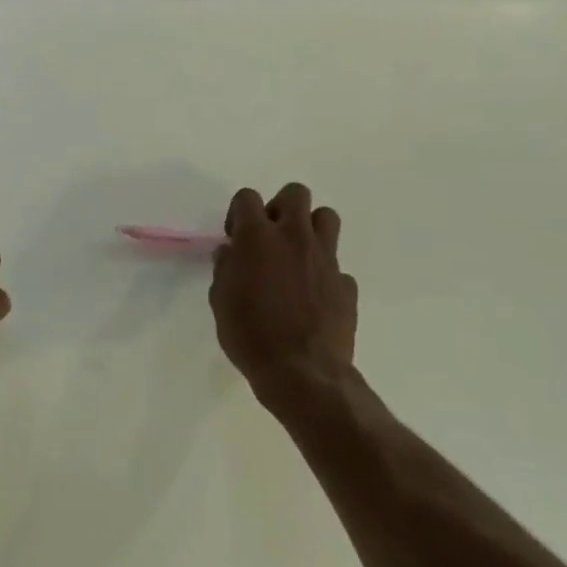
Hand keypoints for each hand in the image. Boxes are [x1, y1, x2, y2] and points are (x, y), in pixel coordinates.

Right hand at [209, 184, 359, 416]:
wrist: (302, 373)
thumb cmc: (250, 336)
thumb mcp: (220, 302)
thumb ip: (225, 269)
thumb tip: (230, 253)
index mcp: (258, 237)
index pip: (247, 197)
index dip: (239, 213)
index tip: (236, 237)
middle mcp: (294, 237)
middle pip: (295, 193)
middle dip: (280, 208)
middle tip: (269, 238)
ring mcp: (326, 258)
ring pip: (326, 217)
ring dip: (310, 228)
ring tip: (296, 255)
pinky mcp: (346, 283)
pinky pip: (336, 265)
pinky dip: (324, 273)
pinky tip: (313, 296)